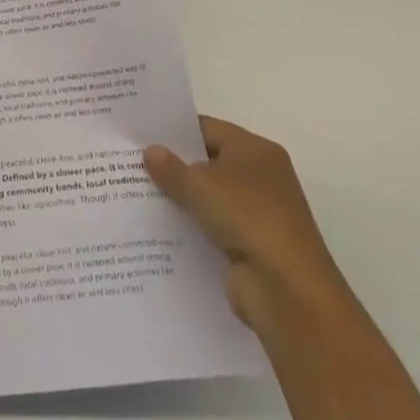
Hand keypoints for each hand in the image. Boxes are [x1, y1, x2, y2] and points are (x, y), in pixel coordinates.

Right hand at [145, 117, 352, 343]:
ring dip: (181, 200)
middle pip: (208, 162)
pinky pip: (212, 228)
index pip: (207, 129)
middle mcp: (260, 176)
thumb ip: (171, 168)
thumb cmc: (247, 217)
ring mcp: (257, 214)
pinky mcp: (250, 246)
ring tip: (136, 196)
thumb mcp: (200, 185)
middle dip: (174, 166)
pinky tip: (158, 230)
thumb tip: (150, 151)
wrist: (287, 290)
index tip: (141, 135)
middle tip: (132, 164)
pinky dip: (191, 229)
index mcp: (255, 150)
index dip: (175, 132)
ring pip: (209, 198)